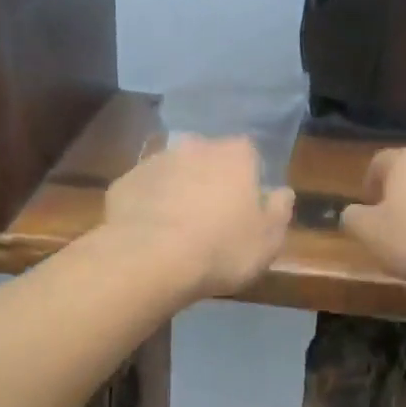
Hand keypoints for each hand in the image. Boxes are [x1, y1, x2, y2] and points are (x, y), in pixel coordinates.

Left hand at [103, 136, 294, 299]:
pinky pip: (144, 191)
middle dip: (210, 180)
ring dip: (177, 191)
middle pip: (208, 158)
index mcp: (235, 155)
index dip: (248, 178)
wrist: (149, 260)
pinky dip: (148, 206)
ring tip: (178, 229)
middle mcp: (195, 146)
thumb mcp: (268, 239)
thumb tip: (281, 192)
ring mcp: (155, 162)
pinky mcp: (124, 182)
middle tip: (211, 216)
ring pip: (173, 172)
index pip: (248, 153)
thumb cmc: (222, 248)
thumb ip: (279, 210)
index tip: (246, 205)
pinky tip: (149, 234)